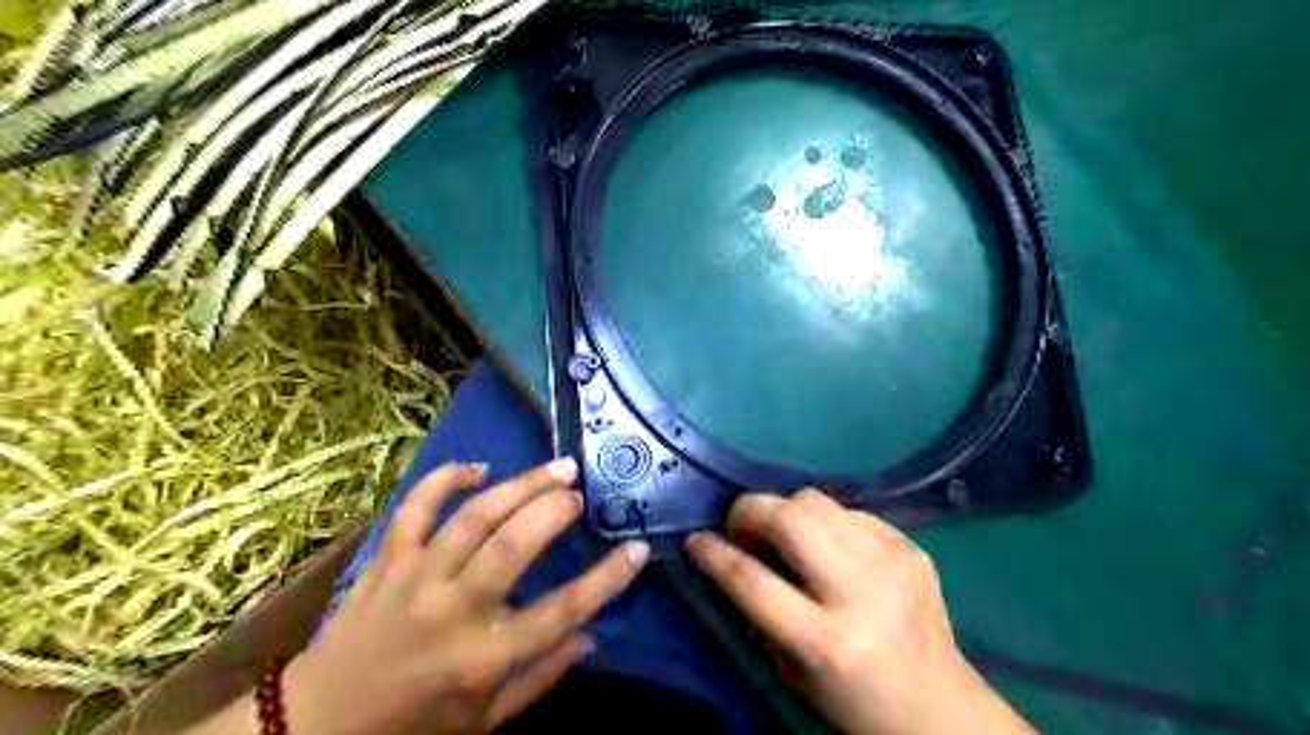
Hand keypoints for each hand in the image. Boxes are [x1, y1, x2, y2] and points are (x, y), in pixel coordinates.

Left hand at [286, 459, 650, 734]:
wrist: (317, 723)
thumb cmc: (413, 724)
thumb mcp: (485, 720)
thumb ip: (541, 676)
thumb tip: (592, 636)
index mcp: (484, 657)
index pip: (563, 612)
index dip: (607, 578)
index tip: (638, 549)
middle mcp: (453, 610)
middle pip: (513, 546)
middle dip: (554, 511)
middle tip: (580, 493)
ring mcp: (416, 577)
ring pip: (474, 517)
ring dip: (520, 485)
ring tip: (555, 468)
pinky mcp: (388, 558)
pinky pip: (416, 505)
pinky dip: (447, 479)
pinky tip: (479, 470)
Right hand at [686, 489, 1034, 734]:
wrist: (940, 708)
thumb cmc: (856, 702)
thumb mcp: (795, 672)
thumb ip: (761, 612)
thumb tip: (736, 556)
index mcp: (827, 641)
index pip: (752, 581)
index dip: (715, 554)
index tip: (696, 540)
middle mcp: (862, 592)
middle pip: (790, 520)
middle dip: (750, 509)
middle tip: (740, 524)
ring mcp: (892, 562)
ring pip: (819, 502)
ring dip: (786, 509)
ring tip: (782, 531)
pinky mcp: (911, 547)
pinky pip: (851, 511)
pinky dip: (827, 521)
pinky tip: (829, 545)